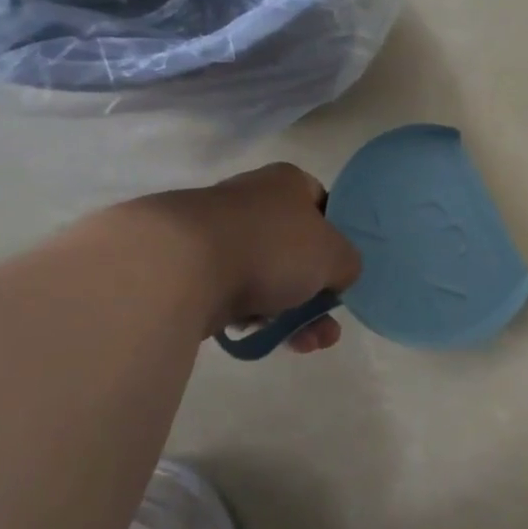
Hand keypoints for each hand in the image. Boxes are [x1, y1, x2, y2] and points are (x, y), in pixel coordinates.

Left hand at [128, 163, 361, 352]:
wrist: (179, 267)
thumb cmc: (271, 247)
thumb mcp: (334, 255)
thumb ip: (348, 264)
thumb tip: (338, 274)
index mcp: (286, 182)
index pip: (322, 204)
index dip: (337, 238)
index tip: (341, 270)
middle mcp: (251, 200)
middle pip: (296, 249)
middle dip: (316, 294)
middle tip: (326, 328)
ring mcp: (217, 234)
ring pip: (266, 277)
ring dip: (290, 314)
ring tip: (304, 345)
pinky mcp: (189, 269)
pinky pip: (234, 295)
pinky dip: (252, 317)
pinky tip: (263, 339)